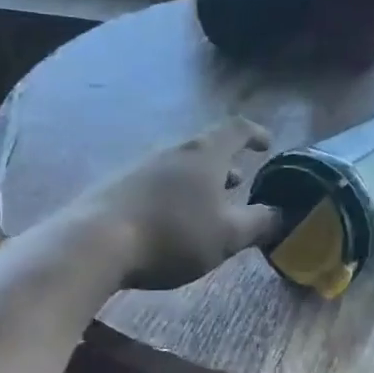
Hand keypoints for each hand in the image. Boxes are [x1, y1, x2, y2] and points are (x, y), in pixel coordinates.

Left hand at [78, 118, 281, 289]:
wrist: (93, 243)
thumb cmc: (173, 234)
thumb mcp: (228, 235)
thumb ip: (259, 223)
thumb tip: (280, 213)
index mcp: (204, 154)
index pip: (236, 129)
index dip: (255, 133)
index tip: (267, 144)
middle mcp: (172, 150)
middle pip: (205, 148)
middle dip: (226, 164)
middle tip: (239, 183)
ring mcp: (140, 166)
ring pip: (180, 166)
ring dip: (199, 182)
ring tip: (208, 206)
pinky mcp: (115, 186)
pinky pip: (156, 182)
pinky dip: (174, 194)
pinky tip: (170, 221)